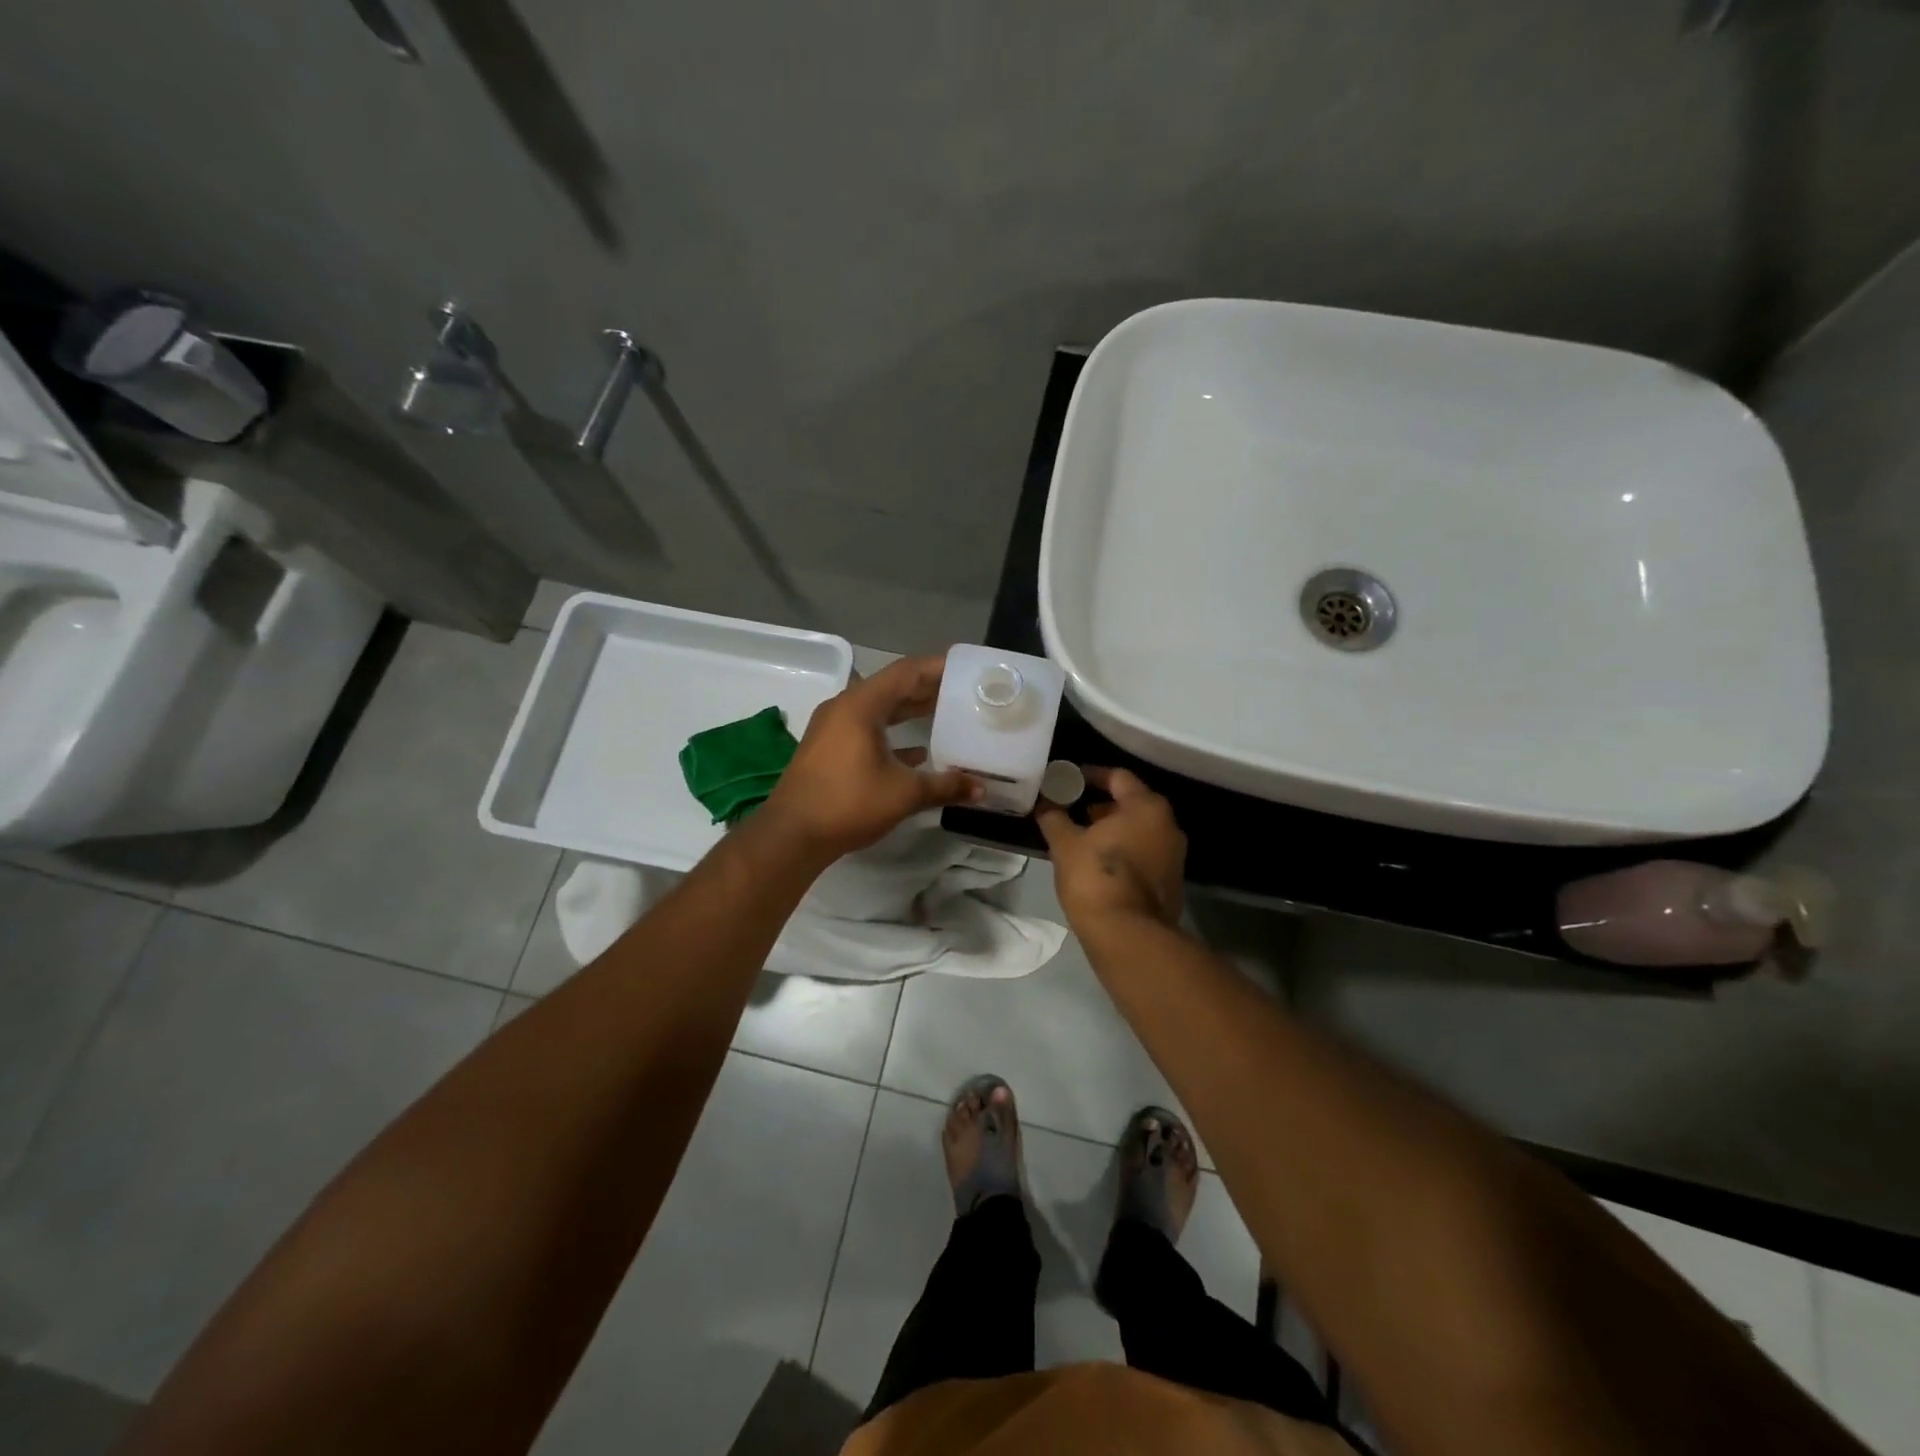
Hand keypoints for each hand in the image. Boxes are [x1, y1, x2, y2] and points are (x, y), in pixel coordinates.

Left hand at [760, 654, 977, 859]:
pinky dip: (894, 735)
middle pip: (893, 687)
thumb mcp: (903, 794)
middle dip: (928, 689)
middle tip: (964, 691)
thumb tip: (981, 789)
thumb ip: (944, 786)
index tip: (967, 669)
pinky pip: (868, 730)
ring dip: (911, 712)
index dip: (938, 667)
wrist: (791, 835)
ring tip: (948, 715)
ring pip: (880, 710)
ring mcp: (834, 729)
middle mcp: (845, 708)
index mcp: (861, 705)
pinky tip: (919, 753)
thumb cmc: (848, 803)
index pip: (907, 672)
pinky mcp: (830, 749)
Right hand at [1035, 767, 1185, 932]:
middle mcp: (1168, 825)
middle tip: (1073, 809)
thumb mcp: (1065, 844)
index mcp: (1146, 807)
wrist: (1128, 935)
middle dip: (1102, 805)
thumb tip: (1044, 804)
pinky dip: (1124, 850)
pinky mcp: (1171, 881)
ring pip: (1139, 830)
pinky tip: (1098, 862)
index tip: (1069, 780)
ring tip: (1081, 837)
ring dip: (1113, 829)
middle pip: (1132, 803)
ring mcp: (1174, 855)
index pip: (1118, 777)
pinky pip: (1144, 853)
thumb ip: (1054, 818)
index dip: (1091, 775)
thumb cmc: (1096, 878)